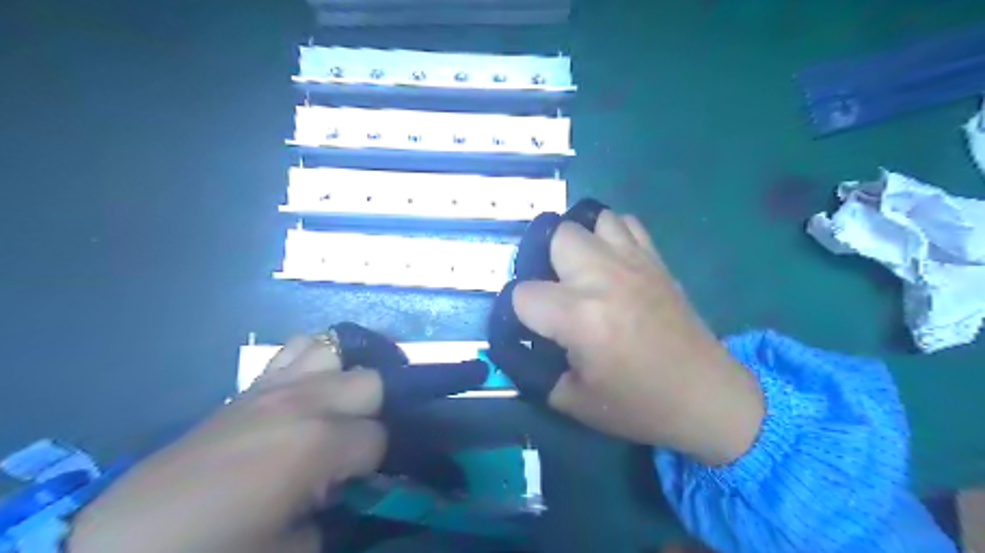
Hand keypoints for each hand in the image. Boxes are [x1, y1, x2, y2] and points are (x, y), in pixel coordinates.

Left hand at [70, 335, 387, 552]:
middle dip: (371, 413)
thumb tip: (343, 490)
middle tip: (348, 445)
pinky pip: (296, 349)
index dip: (374, 463)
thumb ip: (333, 514)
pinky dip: (312, 362)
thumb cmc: (214, 548)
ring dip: (343, 379)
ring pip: (335, 352)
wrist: (125, 541)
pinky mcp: (251, 385)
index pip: (378, 437)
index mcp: (318, 443)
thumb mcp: (291, 549)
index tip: (357, 482)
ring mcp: (276, 386)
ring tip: (332, 409)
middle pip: (370, 381)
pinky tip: (305, 390)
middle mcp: (305, 401)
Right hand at [512, 211, 763, 466]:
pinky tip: (610, 262)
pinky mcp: (655, 260)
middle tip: (553, 292)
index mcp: (580, 317)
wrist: (706, 396)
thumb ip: (534, 372)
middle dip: (543, 263)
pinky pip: (625, 224)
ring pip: (589, 221)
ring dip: (577, 244)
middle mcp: (604, 278)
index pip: (522, 294)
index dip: (518, 312)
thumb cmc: (640, 404)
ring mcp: (633, 262)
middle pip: (554, 237)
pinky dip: (609, 235)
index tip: (530, 327)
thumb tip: (518, 345)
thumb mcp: (573, 402)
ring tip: (580, 272)